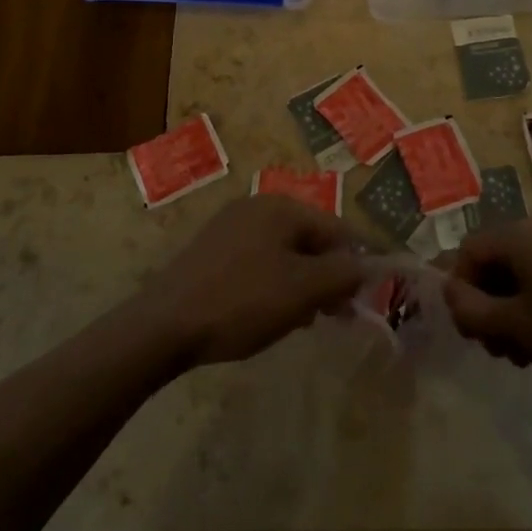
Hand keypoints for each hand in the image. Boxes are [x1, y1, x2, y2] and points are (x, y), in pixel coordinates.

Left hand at [142, 195, 363, 367]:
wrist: (166, 324)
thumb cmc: (242, 301)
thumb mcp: (301, 290)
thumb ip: (341, 274)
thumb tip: (366, 265)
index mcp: (281, 206)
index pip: (336, 229)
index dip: (355, 263)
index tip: (362, 302)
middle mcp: (257, 206)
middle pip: (309, 238)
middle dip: (326, 276)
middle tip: (334, 316)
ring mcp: (231, 226)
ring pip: (284, 253)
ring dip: (301, 284)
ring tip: (300, 321)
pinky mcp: (213, 251)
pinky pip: (259, 262)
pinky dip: (273, 285)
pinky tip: (267, 315)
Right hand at [445, 221, 531, 411]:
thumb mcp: (519, 330)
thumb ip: (473, 310)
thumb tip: (450, 293)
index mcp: (521, 234)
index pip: (470, 251)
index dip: (461, 292)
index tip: (473, 335)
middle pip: (497, 258)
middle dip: (489, 302)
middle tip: (500, 350)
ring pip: (525, 268)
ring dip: (514, 306)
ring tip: (527, 351)